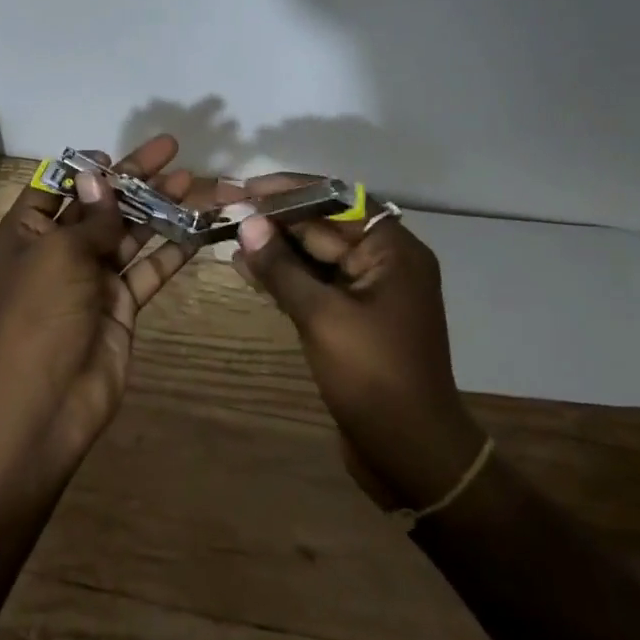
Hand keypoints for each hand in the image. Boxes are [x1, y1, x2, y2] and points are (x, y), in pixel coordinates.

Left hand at [0, 135, 195, 480]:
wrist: (45, 401)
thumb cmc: (40, 314)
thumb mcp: (59, 253)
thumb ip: (91, 216)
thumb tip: (102, 177)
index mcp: (26, 234)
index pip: (56, 187)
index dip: (86, 168)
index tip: (115, 153)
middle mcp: (58, 251)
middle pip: (100, 205)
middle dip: (135, 179)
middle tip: (173, 150)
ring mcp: (91, 279)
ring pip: (129, 233)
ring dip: (159, 208)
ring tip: (194, 181)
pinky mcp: (120, 304)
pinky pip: (147, 269)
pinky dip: (171, 250)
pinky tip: (198, 227)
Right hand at [228, 180, 485, 510]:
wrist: (410, 453)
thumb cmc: (372, 376)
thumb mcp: (322, 316)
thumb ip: (282, 267)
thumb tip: (246, 224)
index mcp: (393, 251)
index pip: (338, 201)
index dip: (290, 191)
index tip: (247, 186)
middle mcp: (384, 263)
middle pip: (324, 226)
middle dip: (277, 218)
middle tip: (228, 205)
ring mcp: (368, 292)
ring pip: (315, 256)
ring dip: (275, 246)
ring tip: (228, 231)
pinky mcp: (352, 318)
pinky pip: (314, 284)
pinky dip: (283, 276)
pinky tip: (245, 267)